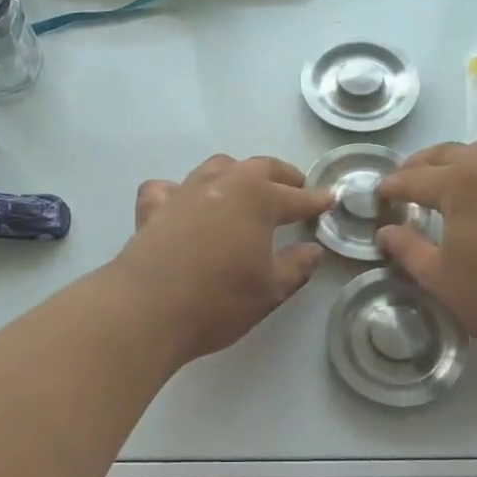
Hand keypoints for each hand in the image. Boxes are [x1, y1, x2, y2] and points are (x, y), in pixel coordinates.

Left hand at [117, 155, 333, 363]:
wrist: (146, 309)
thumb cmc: (218, 300)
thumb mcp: (269, 290)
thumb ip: (296, 267)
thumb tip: (314, 250)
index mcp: (258, 198)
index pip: (296, 197)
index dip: (315, 200)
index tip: (329, 200)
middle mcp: (223, 184)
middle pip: (259, 168)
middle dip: (282, 176)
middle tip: (296, 187)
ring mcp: (185, 192)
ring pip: (217, 167)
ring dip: (237, 174)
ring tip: (245, 189)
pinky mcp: (153, 208)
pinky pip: (168, 188)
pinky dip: (180, 191)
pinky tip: (183, 204)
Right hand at [376, 138, 476, 367]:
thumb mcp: (438, 277)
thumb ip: (407, 248)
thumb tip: (385, 232)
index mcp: (463, 183)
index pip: (415, 178)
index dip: (392, 187)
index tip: (376, 196)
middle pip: (448, 154)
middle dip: (419, 166)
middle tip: (402, 186)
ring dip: (457, 158)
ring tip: (443, 180)